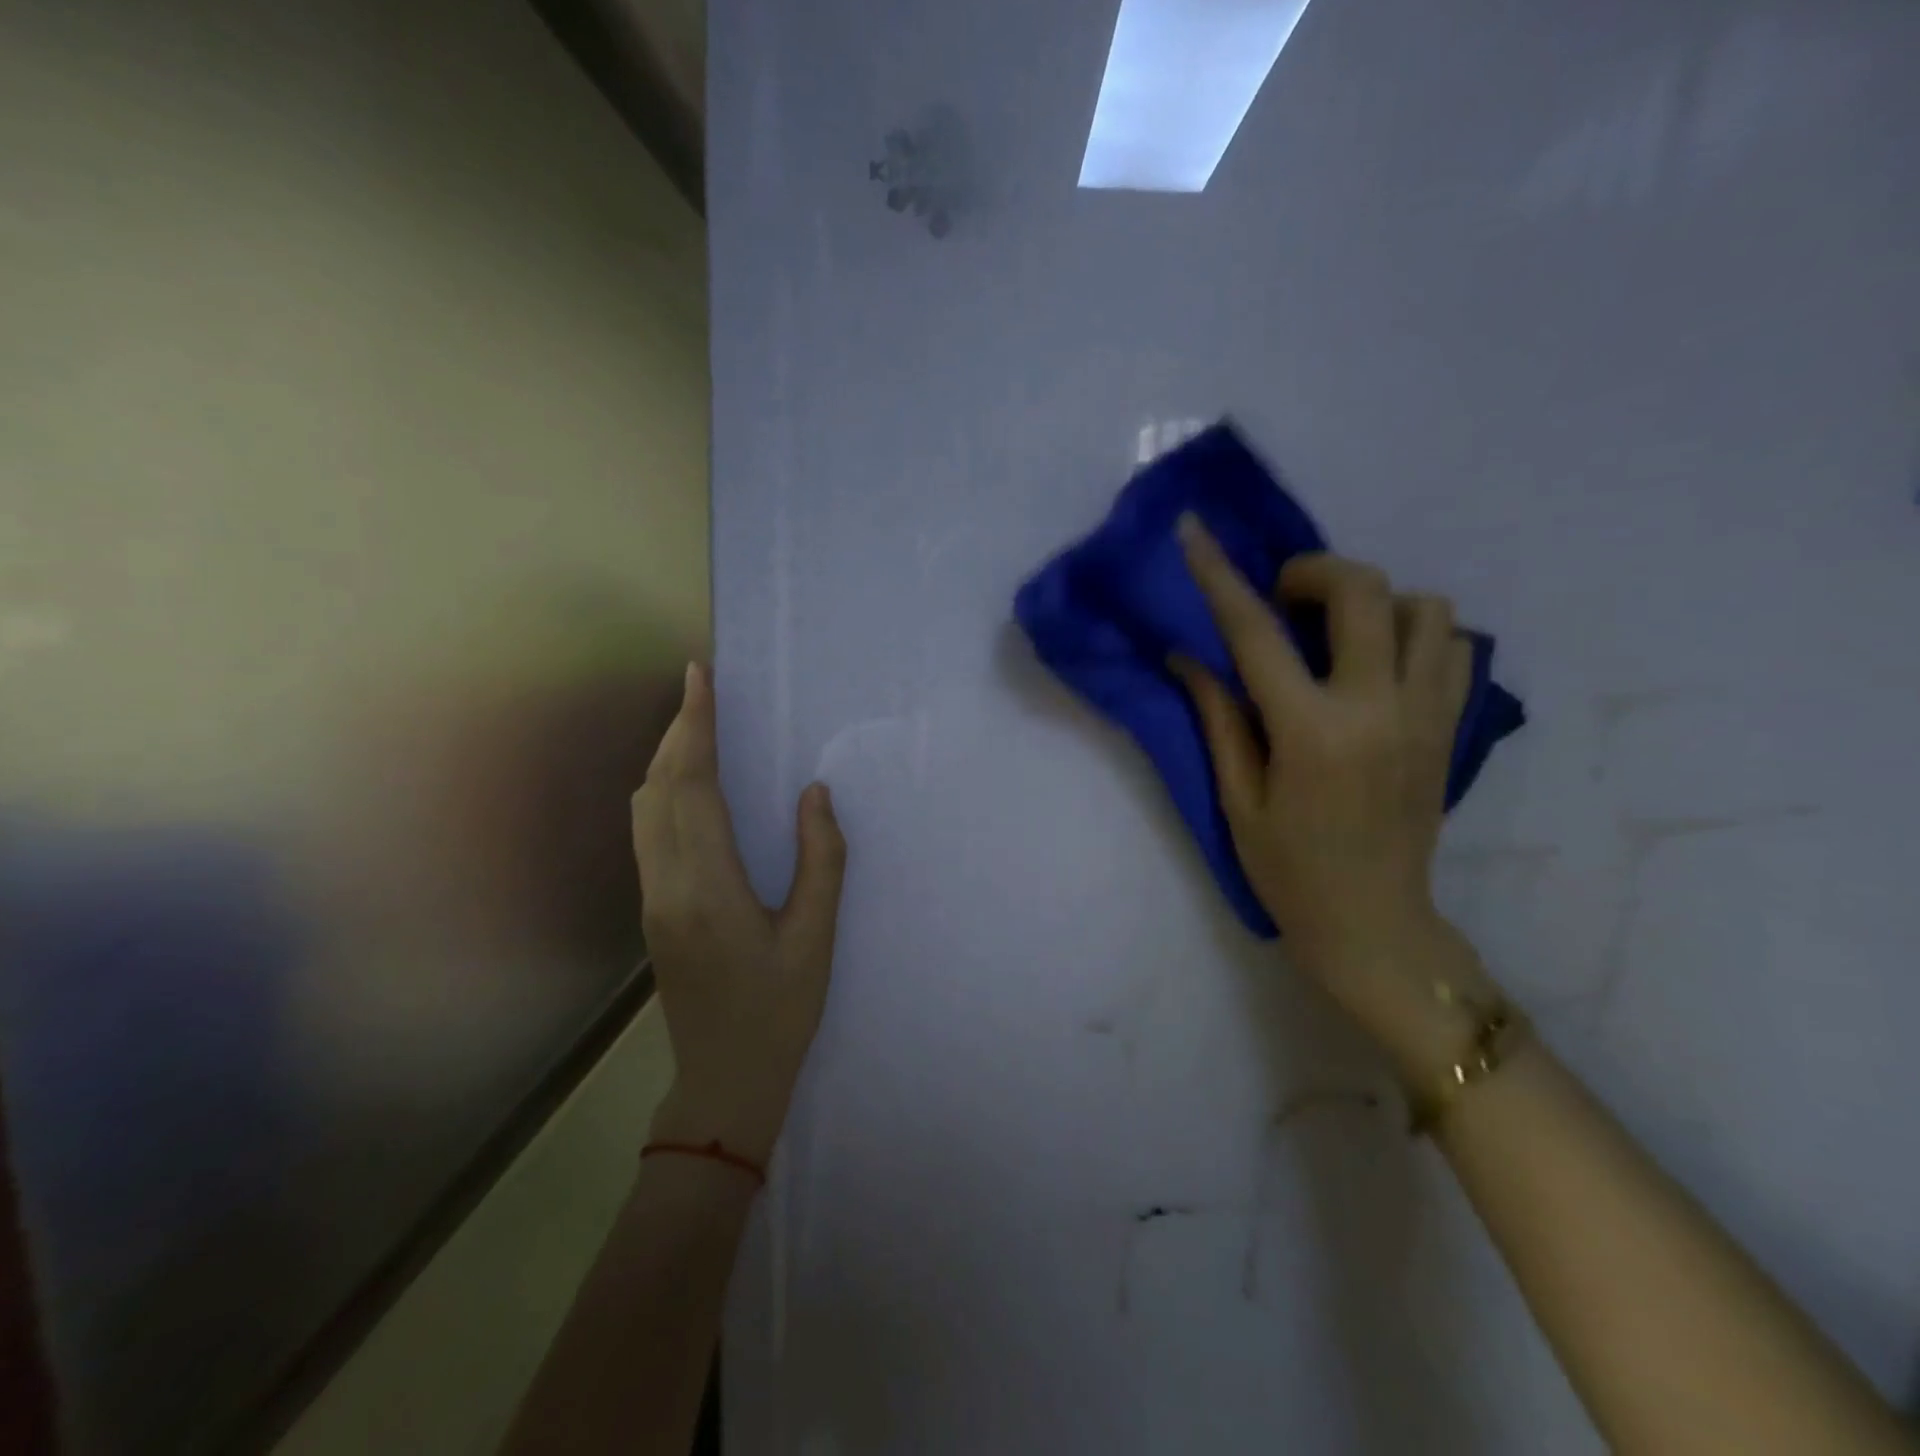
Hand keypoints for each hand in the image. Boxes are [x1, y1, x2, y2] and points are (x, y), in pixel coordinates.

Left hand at [632, 663, 846, 1165]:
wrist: (724, 1080)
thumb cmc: (780, 1012)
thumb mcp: (815, 938)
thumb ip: (820, 860)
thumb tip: (814, 793)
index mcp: (708, 888)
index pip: (693, 787)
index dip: (696, 727)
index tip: (700, 678)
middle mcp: (667, 884)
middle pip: (660, 788)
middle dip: (679, 730)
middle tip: (702, 687)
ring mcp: (652, 898)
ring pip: (645, 807)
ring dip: (667, 758)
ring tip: (698, 725)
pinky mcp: (652, 909)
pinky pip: (648, 830)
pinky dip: (664, 789)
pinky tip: (689, 784)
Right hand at [1173, 517, 1485, 1037]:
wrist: (1375, 924)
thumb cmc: (1288, 869)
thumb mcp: (1237, 797)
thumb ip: (1218, 717)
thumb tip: (1188, 656)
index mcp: (1311, 732)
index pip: (1255, 632)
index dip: (1218, 574)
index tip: (1194, 530)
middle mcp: (1378, 708)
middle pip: (1362, 591)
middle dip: (1313, 572)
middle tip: (1282, 597)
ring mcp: (1427, 715)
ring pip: (1425, 607)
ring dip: (1373, 601)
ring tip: (1336, 633)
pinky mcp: (1451, 727)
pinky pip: (1454, 646)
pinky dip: (1415, 633)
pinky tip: (1379, 662)